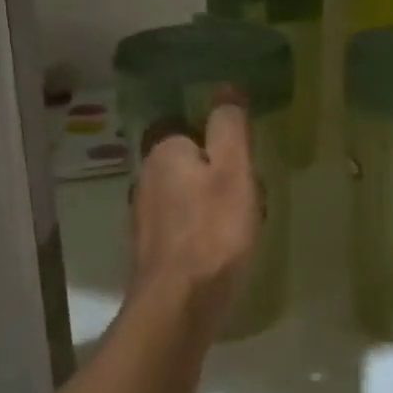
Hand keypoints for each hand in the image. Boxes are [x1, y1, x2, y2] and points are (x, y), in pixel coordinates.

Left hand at [129, 94, 262, 330]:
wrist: (180, 304)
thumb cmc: (214, 231)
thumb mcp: (234, 170)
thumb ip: (229, 127)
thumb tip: (226, 88)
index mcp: (163, 152)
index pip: (182, 126)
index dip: (211, 138)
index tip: (239, 158)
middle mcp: (145, 178)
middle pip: (184, 162)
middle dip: (213, 172)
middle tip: (248, 191)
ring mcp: (144, 216)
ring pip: (182, 195)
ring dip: (207, 202)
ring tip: (240, 222)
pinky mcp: (150, 249)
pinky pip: (179, 225)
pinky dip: (199, 229)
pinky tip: (219, 248)